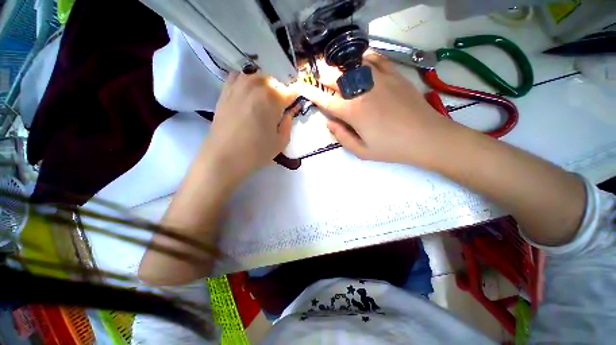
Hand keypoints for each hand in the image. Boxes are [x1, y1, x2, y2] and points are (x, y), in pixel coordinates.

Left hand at [204, 72, 296, 181]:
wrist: (223, 157)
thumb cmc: (256, 152)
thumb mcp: (281, 141)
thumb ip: (288, 122)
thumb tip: (290, 111)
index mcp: (273, 97)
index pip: (291, 91)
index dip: (295, 99)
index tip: (295, 107)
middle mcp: (257, 85)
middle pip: (275, 82)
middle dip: (280, 94)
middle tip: (278, 110)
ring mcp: (239, 85)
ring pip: (258, 77)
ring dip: (264, 87)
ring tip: (263, 102)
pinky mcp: (225, 90)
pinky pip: (239, 77)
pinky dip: (247, 83)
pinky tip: (247, 95)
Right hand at [295, 54, 458, 166]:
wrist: (426, 137)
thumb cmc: (391, 148)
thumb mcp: (362, 151)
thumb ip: (342, 137)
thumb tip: (330, 123)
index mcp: (352, 112)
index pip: (324, 100)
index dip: (309, 93)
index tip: (300, 86)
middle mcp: (362, 91)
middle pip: (335, 77)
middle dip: (321, 76)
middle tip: (317, 78)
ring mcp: (379, 79)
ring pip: (351, 64)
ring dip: (338, 66)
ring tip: (334, 69)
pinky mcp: (394, 74)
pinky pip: (374, 58)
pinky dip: (362, 58)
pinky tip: (359, 62)